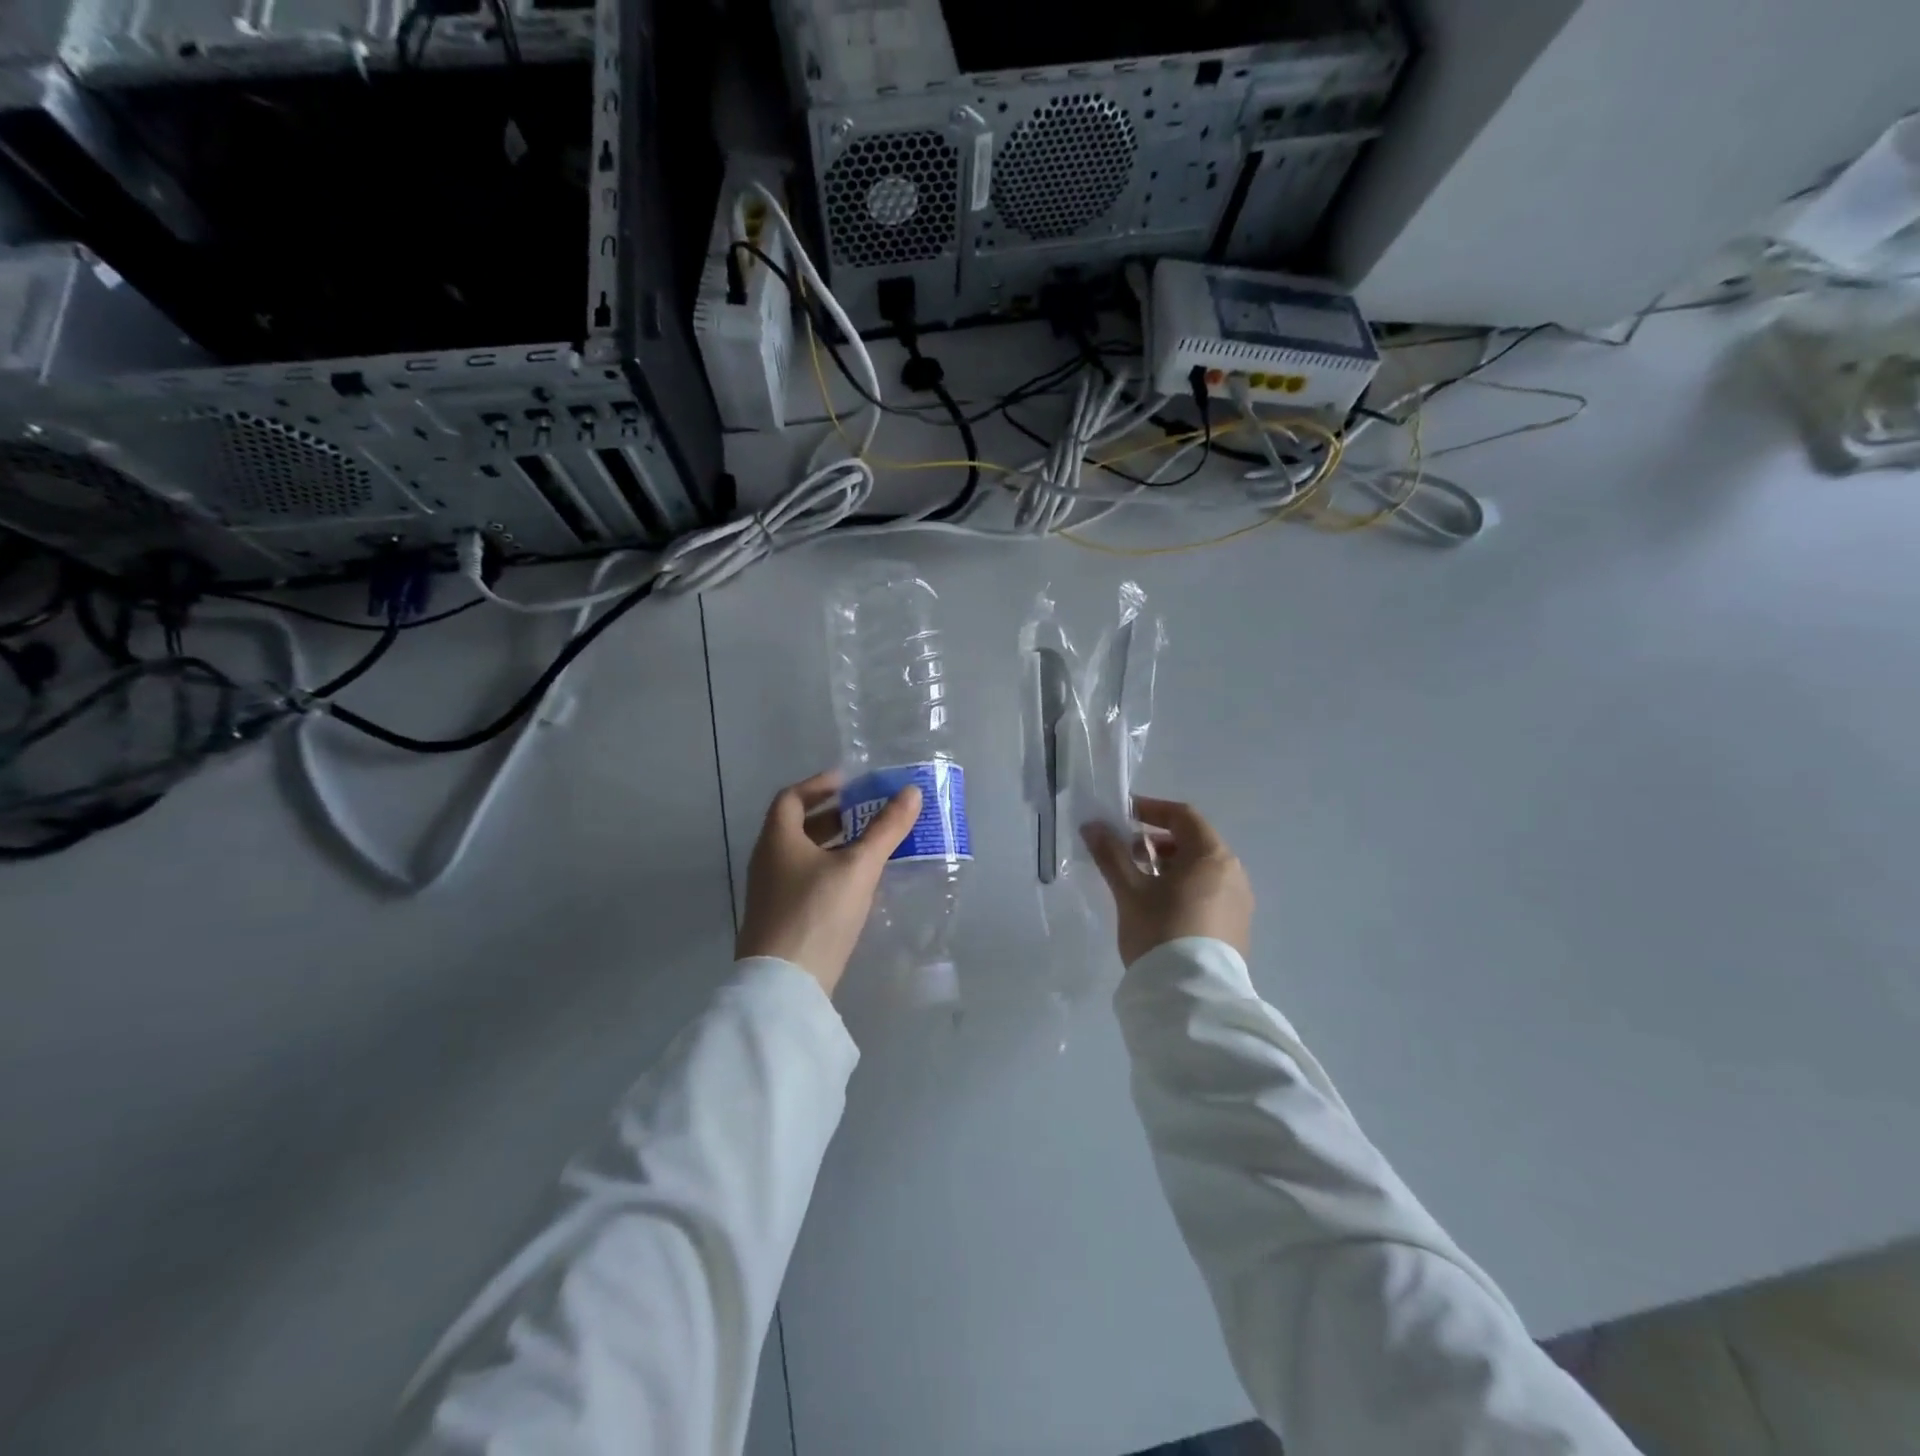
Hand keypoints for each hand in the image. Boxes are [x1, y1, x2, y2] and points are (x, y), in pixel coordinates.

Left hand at [736, 770, 922, 995]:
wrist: (784, 984)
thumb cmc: (818, 912)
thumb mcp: (858, 867)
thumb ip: (886, 829)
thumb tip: (912, 792)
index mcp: (777, 839)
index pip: (792, 797)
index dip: (820, 785)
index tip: (850, 782)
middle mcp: (768, 860)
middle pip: (797, 826)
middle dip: (833, 815)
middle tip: (867, 812)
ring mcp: (771, 892)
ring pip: (803, 855)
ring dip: (833, 844)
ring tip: (869, 845)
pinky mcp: (781, 918)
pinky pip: (805, 880)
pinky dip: (830, 870)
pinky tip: (857, 883)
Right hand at [1082, 796, 1253, 966]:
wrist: (1192, 997)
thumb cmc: (1160, 931)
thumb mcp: (1130, 891)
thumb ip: (1111, 854)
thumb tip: (1092, 826)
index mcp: (1212, 856)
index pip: (1183, 816)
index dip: (1151, 809)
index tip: (1123, 816)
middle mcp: (1234, 873)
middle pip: (1194, 842)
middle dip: (1158, 841)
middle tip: (1127, 853)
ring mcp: (1240, 902)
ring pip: (1202, 870)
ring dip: (1170, 866)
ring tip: (1139, 883)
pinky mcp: (1237, 928)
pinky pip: (1210, 893)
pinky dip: (1185, 888)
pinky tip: (1161, 908)